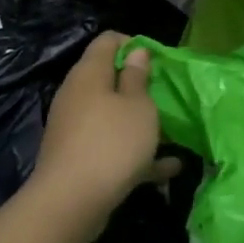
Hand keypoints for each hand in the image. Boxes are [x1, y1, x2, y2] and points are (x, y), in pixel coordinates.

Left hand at [30, 32, 176, 230]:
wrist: (71, 202)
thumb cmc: (112, 143)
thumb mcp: (137, 106)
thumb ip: (138, 77)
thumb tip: (135, 52)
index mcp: (89, 74)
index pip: (108, 41)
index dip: (134, 44)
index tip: (159, 61)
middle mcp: (77, 95)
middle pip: (109, 79)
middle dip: (140, 86)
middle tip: (167, 97)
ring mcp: (75, 128)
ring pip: (112, 116)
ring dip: (140, 123)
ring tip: (172, 133)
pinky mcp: (79, 157)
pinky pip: (112, 147)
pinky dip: (137, 153)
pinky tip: (169, 168)